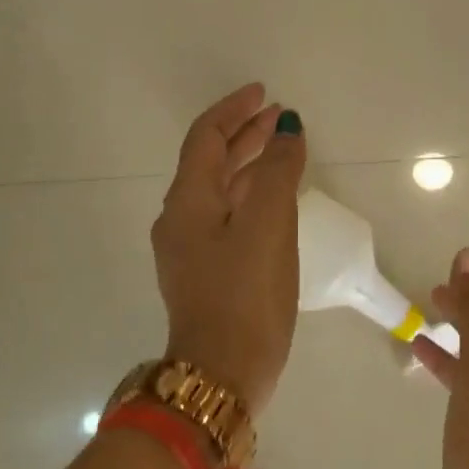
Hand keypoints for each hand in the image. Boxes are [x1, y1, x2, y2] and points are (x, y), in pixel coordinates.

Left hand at [151, 83, 306, 415]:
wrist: (223, 373)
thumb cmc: (245, 295)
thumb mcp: (268, 225)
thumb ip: (279, 172)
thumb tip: (287, 131)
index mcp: (188, 202)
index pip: (206, 138)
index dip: (234, 111)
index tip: (264, 94)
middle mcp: (181, 220)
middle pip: (211, 162)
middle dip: (245, 135)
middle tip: (281, 118)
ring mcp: (192, 249)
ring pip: (221, 190)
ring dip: (251, 165)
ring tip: (285, 150)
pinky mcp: (208, 273)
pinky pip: (229, 217)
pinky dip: (252, 196)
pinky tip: (276, 202)